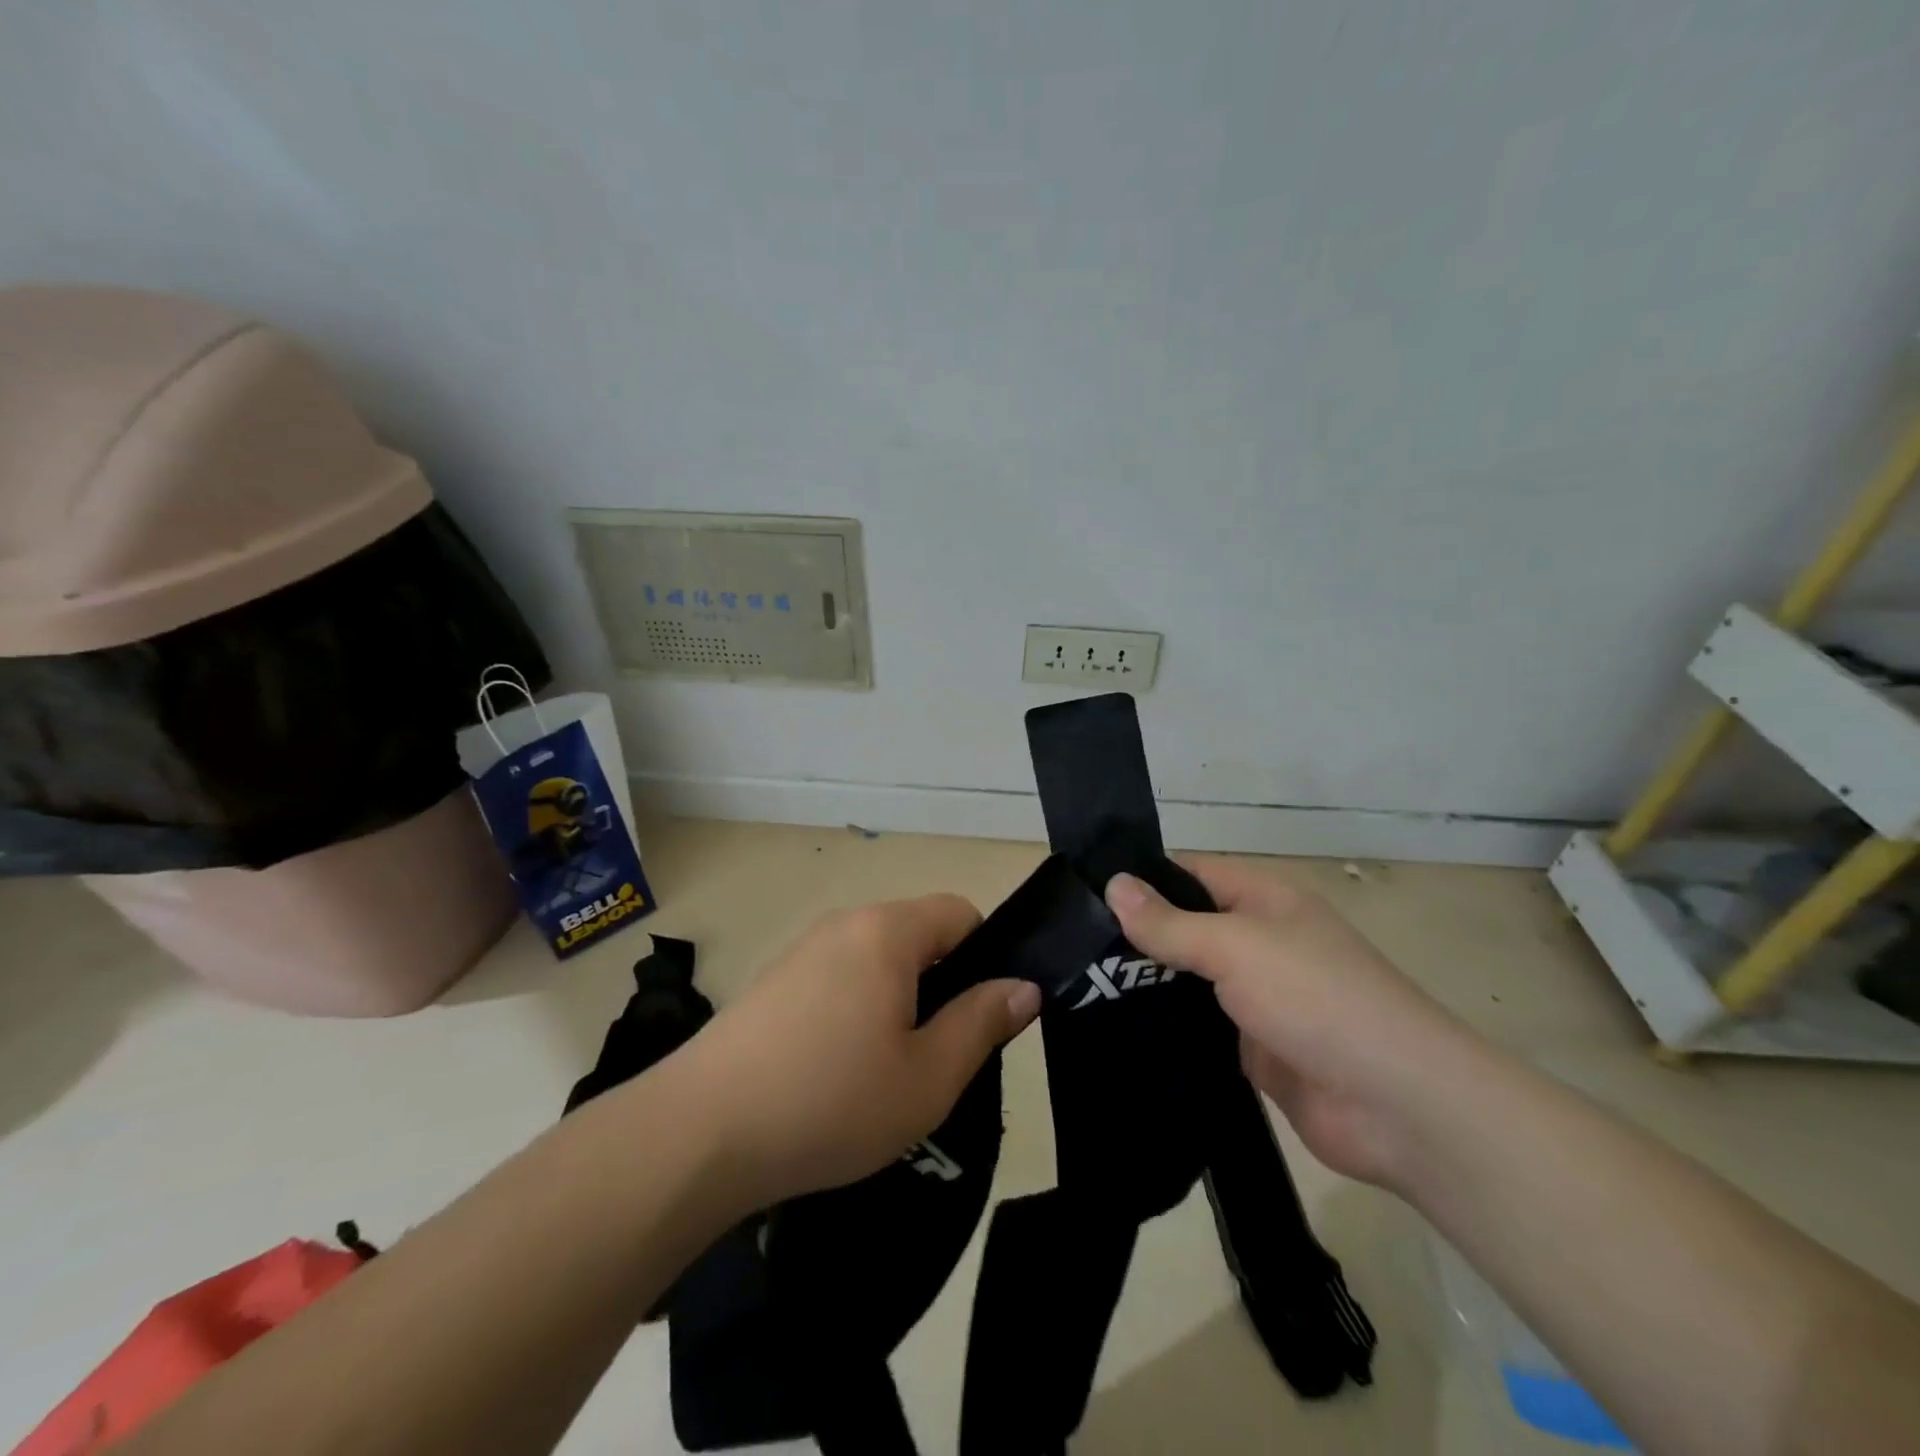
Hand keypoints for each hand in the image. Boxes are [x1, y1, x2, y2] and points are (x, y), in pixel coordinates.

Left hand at [674, 895, 1041, 1208]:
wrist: (700, 1132)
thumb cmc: (831, 1100)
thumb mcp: (928, 1076)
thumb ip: (982, 1022)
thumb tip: (1024, 986)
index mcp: (888, 931)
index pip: (960, 913)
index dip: (985, 956)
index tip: (980, 1016)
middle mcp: (845, 923)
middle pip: (917, 935)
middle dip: (940, 985)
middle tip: (937, 1055)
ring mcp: (802, 951)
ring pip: (875, 961)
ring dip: (896, 1002)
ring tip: (887, 1072)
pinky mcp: (772, 982)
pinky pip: (837, 979)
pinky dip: (854, 1011)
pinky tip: (836, 1073)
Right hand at [1106, 857, 1472, 1189]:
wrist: (1396, 1105)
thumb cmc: (1316, 998)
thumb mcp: (1235, 947)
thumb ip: (1171, 923)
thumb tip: (1113, 885)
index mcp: (1262, 900)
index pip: (1189, 874)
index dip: (1142, 879)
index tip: (1084, 893)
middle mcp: (1257, 941)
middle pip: (1184, 927)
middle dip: (1134, 936)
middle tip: (1069, 947)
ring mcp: (1255, 997)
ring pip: (1187, 980)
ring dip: (1145, 984)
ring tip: (1078, 986)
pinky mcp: (1251, 1047)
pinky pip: (1198, 1027)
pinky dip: (1165, 1028)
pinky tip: (1116, 1029)